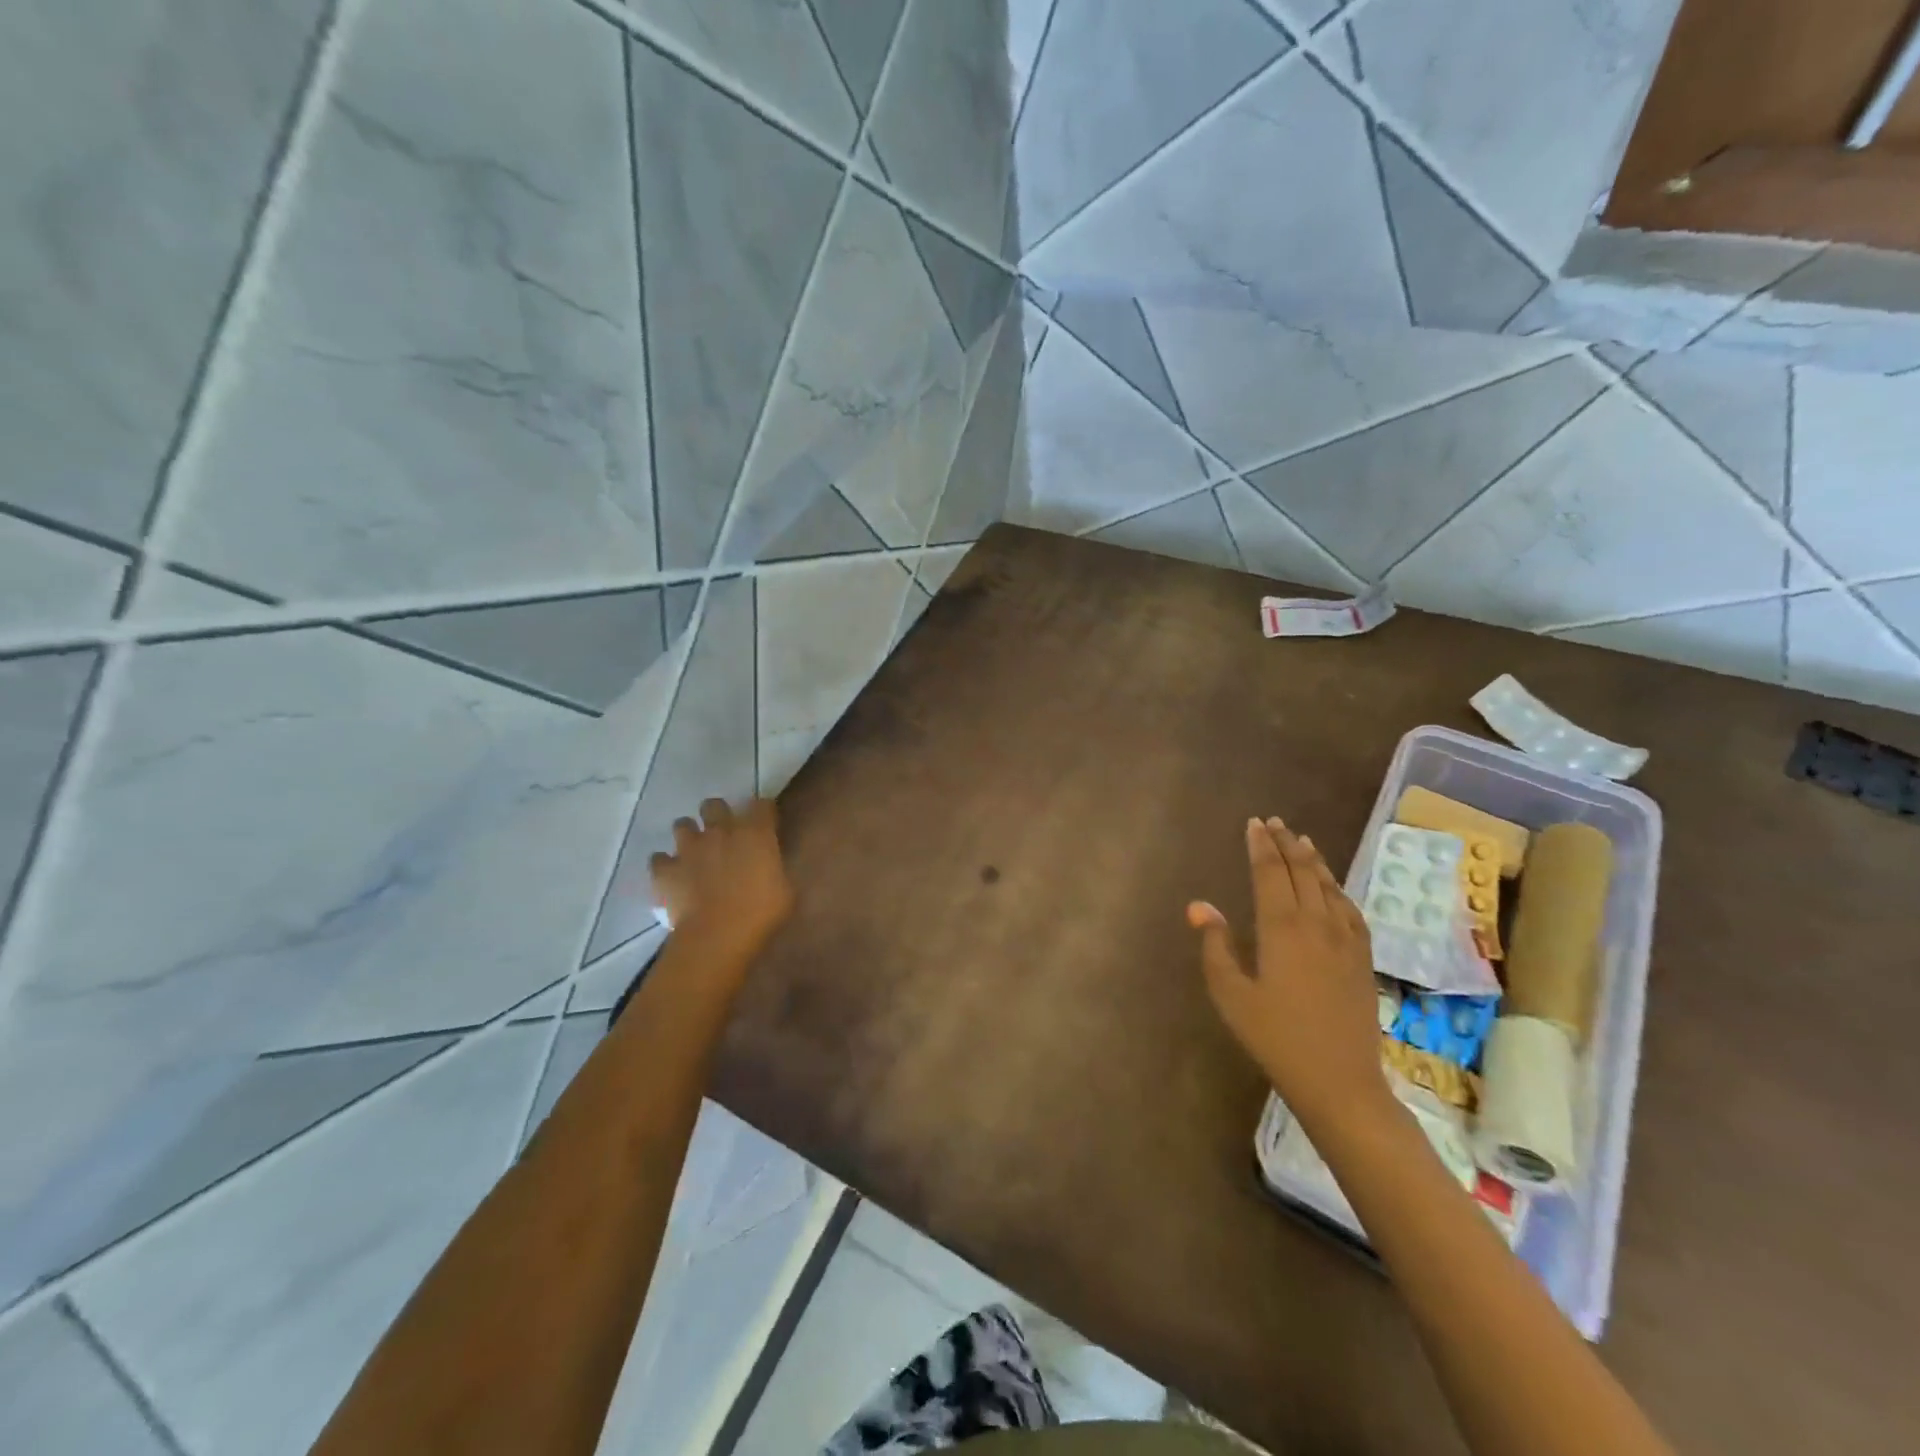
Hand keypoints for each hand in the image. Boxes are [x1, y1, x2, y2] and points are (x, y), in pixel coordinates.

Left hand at [651, 798, 794, 965]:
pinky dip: (665, 864)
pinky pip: (659, 859)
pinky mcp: (666, 869)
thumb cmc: (761, 913)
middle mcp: (720, 831)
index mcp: (755, 832)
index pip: (761, 804)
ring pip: (682, 824)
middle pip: (714, 805)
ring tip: (695, 851)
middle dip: (718, 814)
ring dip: (689, 835)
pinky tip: (673, 875)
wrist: (718, 935)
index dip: (762, 812)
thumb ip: (775, 867)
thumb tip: (770, 864)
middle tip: (724, 833)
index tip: (765, 823)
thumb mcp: (785, 888)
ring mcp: (689, 848)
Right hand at [1189, 818, 1388, 1131]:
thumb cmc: (1275, 1037)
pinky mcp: (1362, 957)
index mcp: (1281, 927)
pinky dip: (1337, 888)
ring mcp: (1345, 939)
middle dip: (1285, 843)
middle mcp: (1316, 923)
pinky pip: (1350, 909)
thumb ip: (1215, 945)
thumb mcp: (1231, 994)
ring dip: (1313, 860)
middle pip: (1300, 871)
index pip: (1269, 872)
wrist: (1340, 1080)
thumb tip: (1199, 905)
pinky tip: (1333, 886)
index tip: (1254, 823)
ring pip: (1328, 886)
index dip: (1260, 846)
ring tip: (1301, 840)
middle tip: (1274, 822)